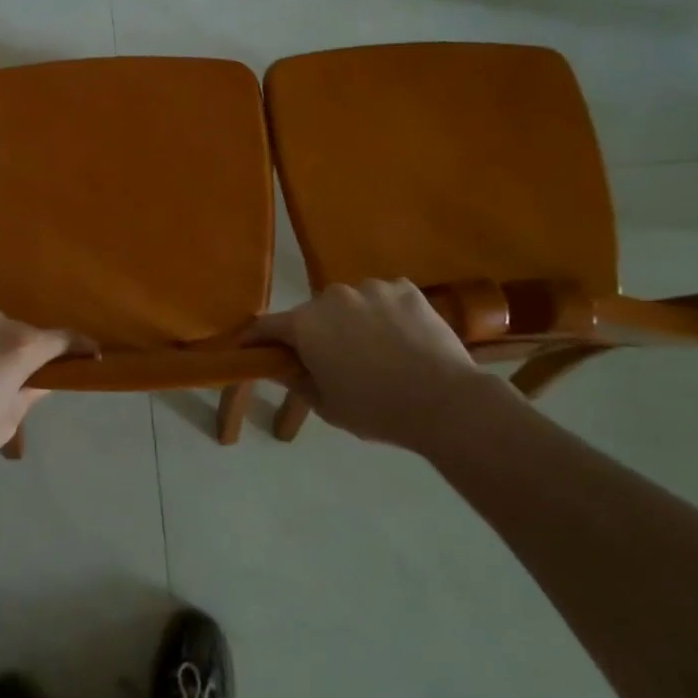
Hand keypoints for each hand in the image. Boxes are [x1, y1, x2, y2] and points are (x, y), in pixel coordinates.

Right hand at [250, 279, 513, 451]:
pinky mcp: (405, 288)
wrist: (445, 402)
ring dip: (353, 320)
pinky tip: (402, 338)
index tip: (251, 348)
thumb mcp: (327, 406)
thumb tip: (283, 369)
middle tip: (332, 360)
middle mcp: (332, 296)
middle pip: (313, 313)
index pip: (267, 326)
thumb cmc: (377, 409)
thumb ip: (298, 382)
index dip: (256, 338)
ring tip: (376, 349)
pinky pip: (384, 298)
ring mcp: (371, 288)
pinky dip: (385, 313)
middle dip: (316, 332)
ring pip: (351, 303)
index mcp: (306, 324)